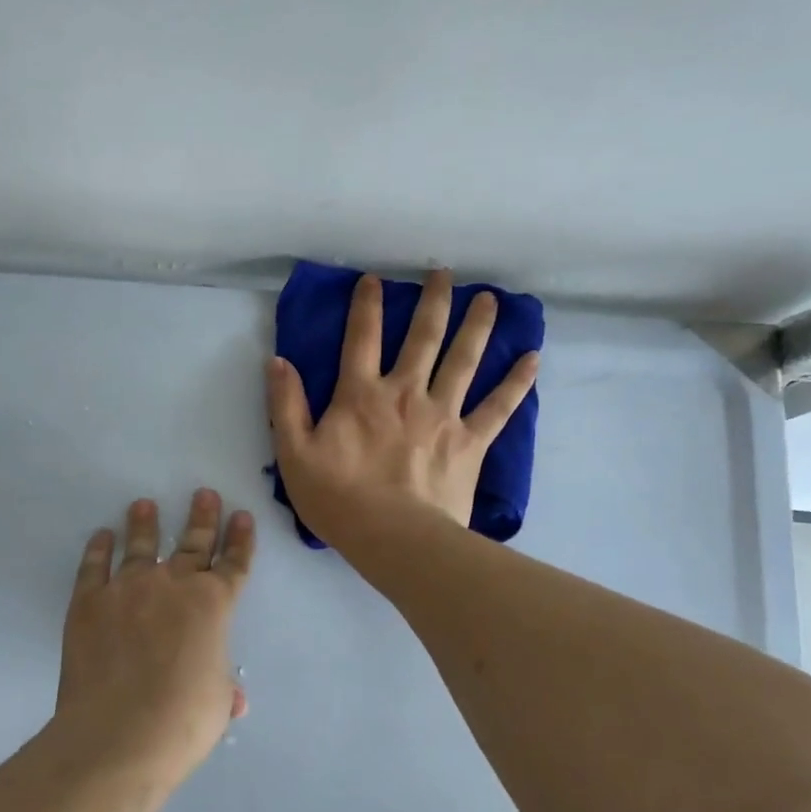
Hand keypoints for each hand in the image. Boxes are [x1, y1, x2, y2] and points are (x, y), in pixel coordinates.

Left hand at [52, 490, 255, 783]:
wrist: (118, 733)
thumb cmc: (182, 721)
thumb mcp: (217, 705)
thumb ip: (224, 689)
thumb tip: (235, 699)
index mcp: (213, 605)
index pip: (234, 565)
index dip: (240, 540)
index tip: (242, 516)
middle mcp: (173, 585)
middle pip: (193, 543)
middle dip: (202, 518)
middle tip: (204, 493)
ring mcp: (128, 588)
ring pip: (141, 545)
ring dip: (145, 523)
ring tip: (144, 504)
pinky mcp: (89, 601)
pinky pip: (94, 566)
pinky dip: (98, 549)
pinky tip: (101, 535)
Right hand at [266, 269, 538, 542]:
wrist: (394, 538)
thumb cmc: (338, 498)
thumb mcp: (294, 453)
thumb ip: (286, 404)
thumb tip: (278, 360)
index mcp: (361, 394)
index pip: (361, 338)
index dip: (366, 305)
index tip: (373, 279)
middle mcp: (406, 393)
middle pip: (423, 337)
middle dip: (433, 301)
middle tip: (444, 273)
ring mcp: (443, 414)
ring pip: (464, 360)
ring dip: (476, 326)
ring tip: (488, 299)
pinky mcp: (471, 441)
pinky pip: (499, 406)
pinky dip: (517, 382)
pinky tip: (533, 359)